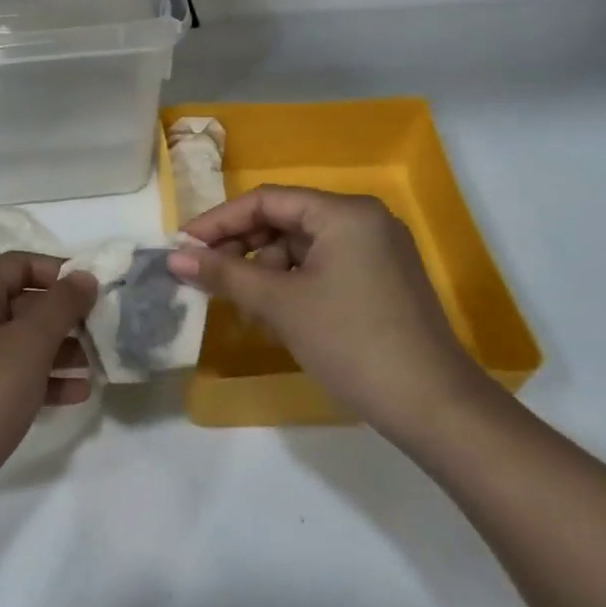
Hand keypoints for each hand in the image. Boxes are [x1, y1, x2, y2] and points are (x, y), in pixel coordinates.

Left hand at [0, 252, 97, 519]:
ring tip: (94, 369)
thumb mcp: (30, 346)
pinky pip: (2, 371)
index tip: (95, 292)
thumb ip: (62, 305)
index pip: (20, 263)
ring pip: (13, 340)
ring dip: (55, 350)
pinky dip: (35, 377)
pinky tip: (73, 395)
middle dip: (62, 318)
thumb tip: (83, 275)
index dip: (61, 272)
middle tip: (101, 334)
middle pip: (18, 302)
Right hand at [168, 185, 483, 438]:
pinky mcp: (381, 280)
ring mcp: (376, 251)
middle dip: (242, 249)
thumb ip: (224, 273)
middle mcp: (363, 220)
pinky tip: (275, 318)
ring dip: (265, 272)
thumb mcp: (279, 304)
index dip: (219, 222)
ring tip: (243, 308)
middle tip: (205, 277)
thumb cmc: (350, 341)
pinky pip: (323, 268)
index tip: (183, 246)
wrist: (432, 405)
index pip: (266, 201)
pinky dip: (293, 286)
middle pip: (284, 221)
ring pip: (301, 248)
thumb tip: (174, 257)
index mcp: (344, 212)